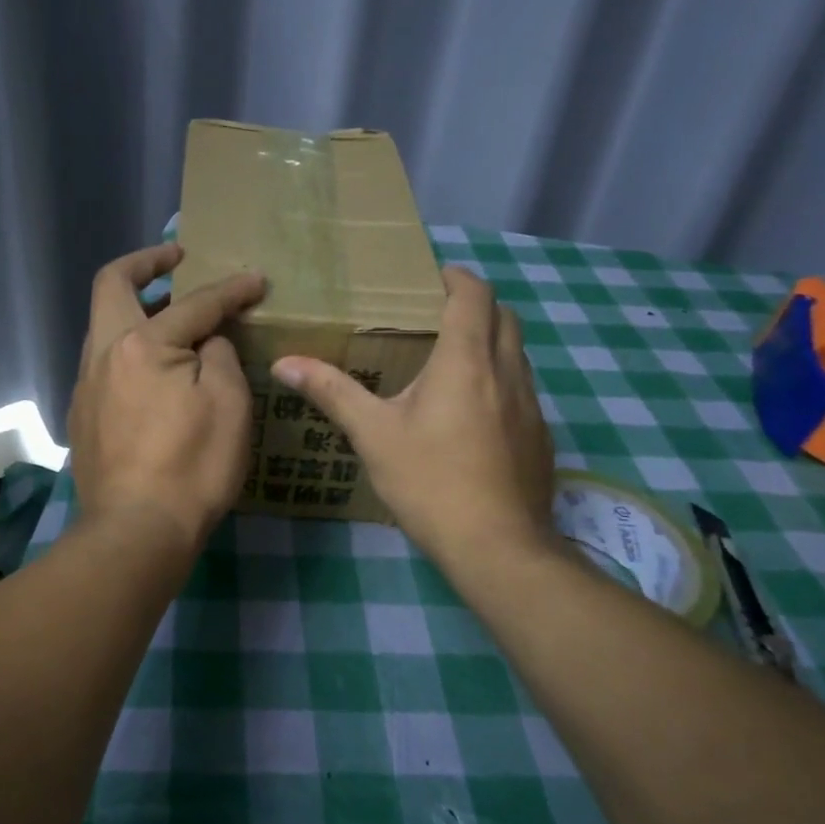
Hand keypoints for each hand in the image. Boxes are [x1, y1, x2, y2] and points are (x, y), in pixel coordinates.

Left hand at [68, 243, 267, 554]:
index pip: (192, 303)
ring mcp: (86, 385)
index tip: (256, 281)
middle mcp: (103, 354)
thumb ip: (219, 354)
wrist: (136, 531)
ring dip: (135, 308)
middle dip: (145, 263)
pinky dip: (129, 347)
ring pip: (104, 325)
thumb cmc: (192, 466)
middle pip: (111, 286)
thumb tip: (207, 339)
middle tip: (177, 258)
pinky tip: (155, 371)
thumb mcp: (228, 404)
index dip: (230, 289)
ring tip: (171, 313)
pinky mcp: (83, 415)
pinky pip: (105, 362)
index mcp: (140, 344)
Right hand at [270, 266, 556, 568]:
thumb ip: (331, 392)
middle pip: (505, 318)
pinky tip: (473, 416)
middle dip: (477, 306)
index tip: (434, 277)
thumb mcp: (372, 434)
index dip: (458, 278)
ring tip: (452, 362)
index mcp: (466, 361)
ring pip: (517, 355)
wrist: (497, 546)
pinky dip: (501, 382)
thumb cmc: (430, 481)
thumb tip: (283, 363)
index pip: (475, 295)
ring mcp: (531, 406)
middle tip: (439, 316)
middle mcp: (507, 372)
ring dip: (492, 343)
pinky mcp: (541, 437)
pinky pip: (523, 391)